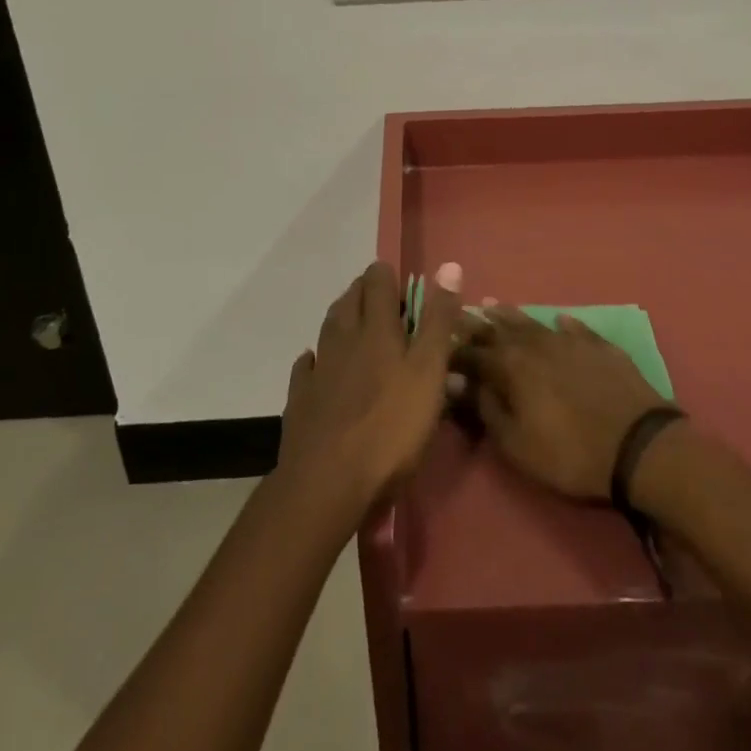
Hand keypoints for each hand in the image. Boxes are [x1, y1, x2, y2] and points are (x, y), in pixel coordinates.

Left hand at [278, 262, 460, 509]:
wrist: (328, 484)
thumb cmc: (391, 428)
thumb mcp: (429, 373)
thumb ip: (438, 321)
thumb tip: (449, 266)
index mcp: (376, 329)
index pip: (378, 281)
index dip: (389, 276)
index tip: (405, 286)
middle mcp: (343, 338)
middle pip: (350, 299)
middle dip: (366, 292)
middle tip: (386, 303)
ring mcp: (319, 368)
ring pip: (328, 327)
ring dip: (343, 316)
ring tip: (357, 322)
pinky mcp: (301, 399)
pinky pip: (307, 366)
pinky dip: (315, 358)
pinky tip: (317, 363)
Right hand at [453, 310, 667, 500]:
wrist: (640, 446)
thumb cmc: (571, 454)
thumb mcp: (517, 445)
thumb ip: (486, 409)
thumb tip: (458, 381)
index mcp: (511, 367)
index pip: (473, 352)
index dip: (454, 350)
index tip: (438, 343)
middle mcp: (536, 344)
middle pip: (499, 329)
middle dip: (477, 324)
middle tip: (460, 314)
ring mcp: (570, 341)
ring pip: (533, 322)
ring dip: (510, 315)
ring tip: (493, 305)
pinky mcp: (600, 346)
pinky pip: (576, 328)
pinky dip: (563, 323)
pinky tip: (559, 319)